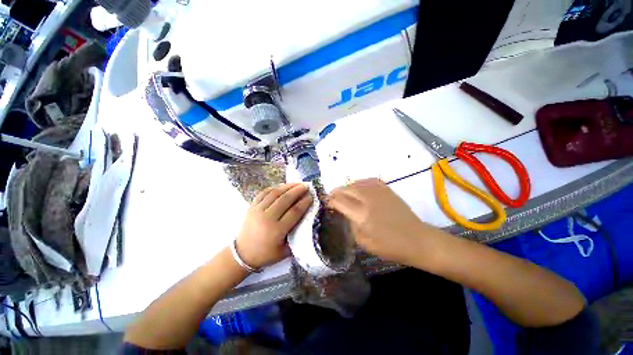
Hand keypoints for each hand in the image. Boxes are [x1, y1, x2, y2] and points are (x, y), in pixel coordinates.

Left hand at [236, 183, 312, 268]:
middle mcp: (267, 218)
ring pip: (274, 193)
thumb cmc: (266, 254)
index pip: (294, 211)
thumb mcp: (285, 251)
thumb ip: (297, 236)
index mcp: (276, 230)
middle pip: (285, 199)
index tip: (311, 196)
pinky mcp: (251, 206)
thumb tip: (307, 220)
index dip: (304, 202)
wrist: (241, 254)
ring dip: (287, 186)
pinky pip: (264, 193)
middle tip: (306, 186)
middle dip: (297, 191)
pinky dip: (274, 188)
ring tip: (297, 183)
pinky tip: (282, 186)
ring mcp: (257, 210)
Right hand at [327, 178, 438, 264]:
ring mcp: (378, 191)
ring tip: (343, 193)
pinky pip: (368, 180)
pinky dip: (359, 182)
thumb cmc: (390, 246)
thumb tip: (344, 213)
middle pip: (346, 189)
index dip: (330, 201)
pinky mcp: (387, 189)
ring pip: (356, 183)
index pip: (339, 201)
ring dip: (346, 187)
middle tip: (332, 197)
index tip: (326, 203)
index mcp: (361, 214)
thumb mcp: (364, 243)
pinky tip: (358, 187)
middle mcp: (368, 199)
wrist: (417, 239)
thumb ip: (351, 225)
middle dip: (336, 192)